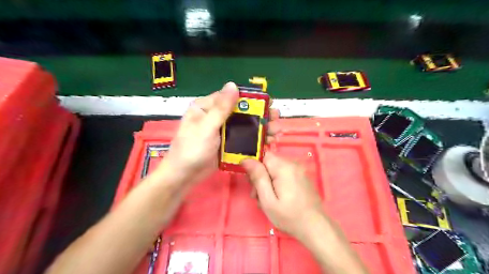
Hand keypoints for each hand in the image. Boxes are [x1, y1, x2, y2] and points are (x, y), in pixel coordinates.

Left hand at [160, 83, 280, 186]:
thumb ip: (221, 108)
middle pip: (241, 112)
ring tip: (276, 133)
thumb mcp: (206, 127)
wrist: (184, 176)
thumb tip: (233, 84)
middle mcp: (216, 116)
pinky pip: (243, 138)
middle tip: (276, 119)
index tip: (268, 103)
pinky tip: (267, 142)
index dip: (250, 99)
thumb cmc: (191, 149)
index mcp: (207, 107)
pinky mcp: (227, 143)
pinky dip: (255, 140)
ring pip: (244, 125)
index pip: (231, 97)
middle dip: (260, 115)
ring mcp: (222, 131)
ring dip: (261, 128)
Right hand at [242, 153, 326, 240]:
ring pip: (275, 170)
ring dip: (268, 182)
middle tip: (259, 196)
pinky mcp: (302, 177)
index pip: (263, 156)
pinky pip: (284, 174)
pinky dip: (278, 183)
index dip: (255, 168)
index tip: (253, 184)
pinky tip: (278, 198)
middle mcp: (293, 164)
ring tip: (268, 200)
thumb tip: (246, 160)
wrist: (315, 228)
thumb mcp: (268, 200)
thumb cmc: (289, 216)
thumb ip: (257, 177)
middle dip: (261, 177)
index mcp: (284, 167)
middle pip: (269, 163)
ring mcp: (299, 170)